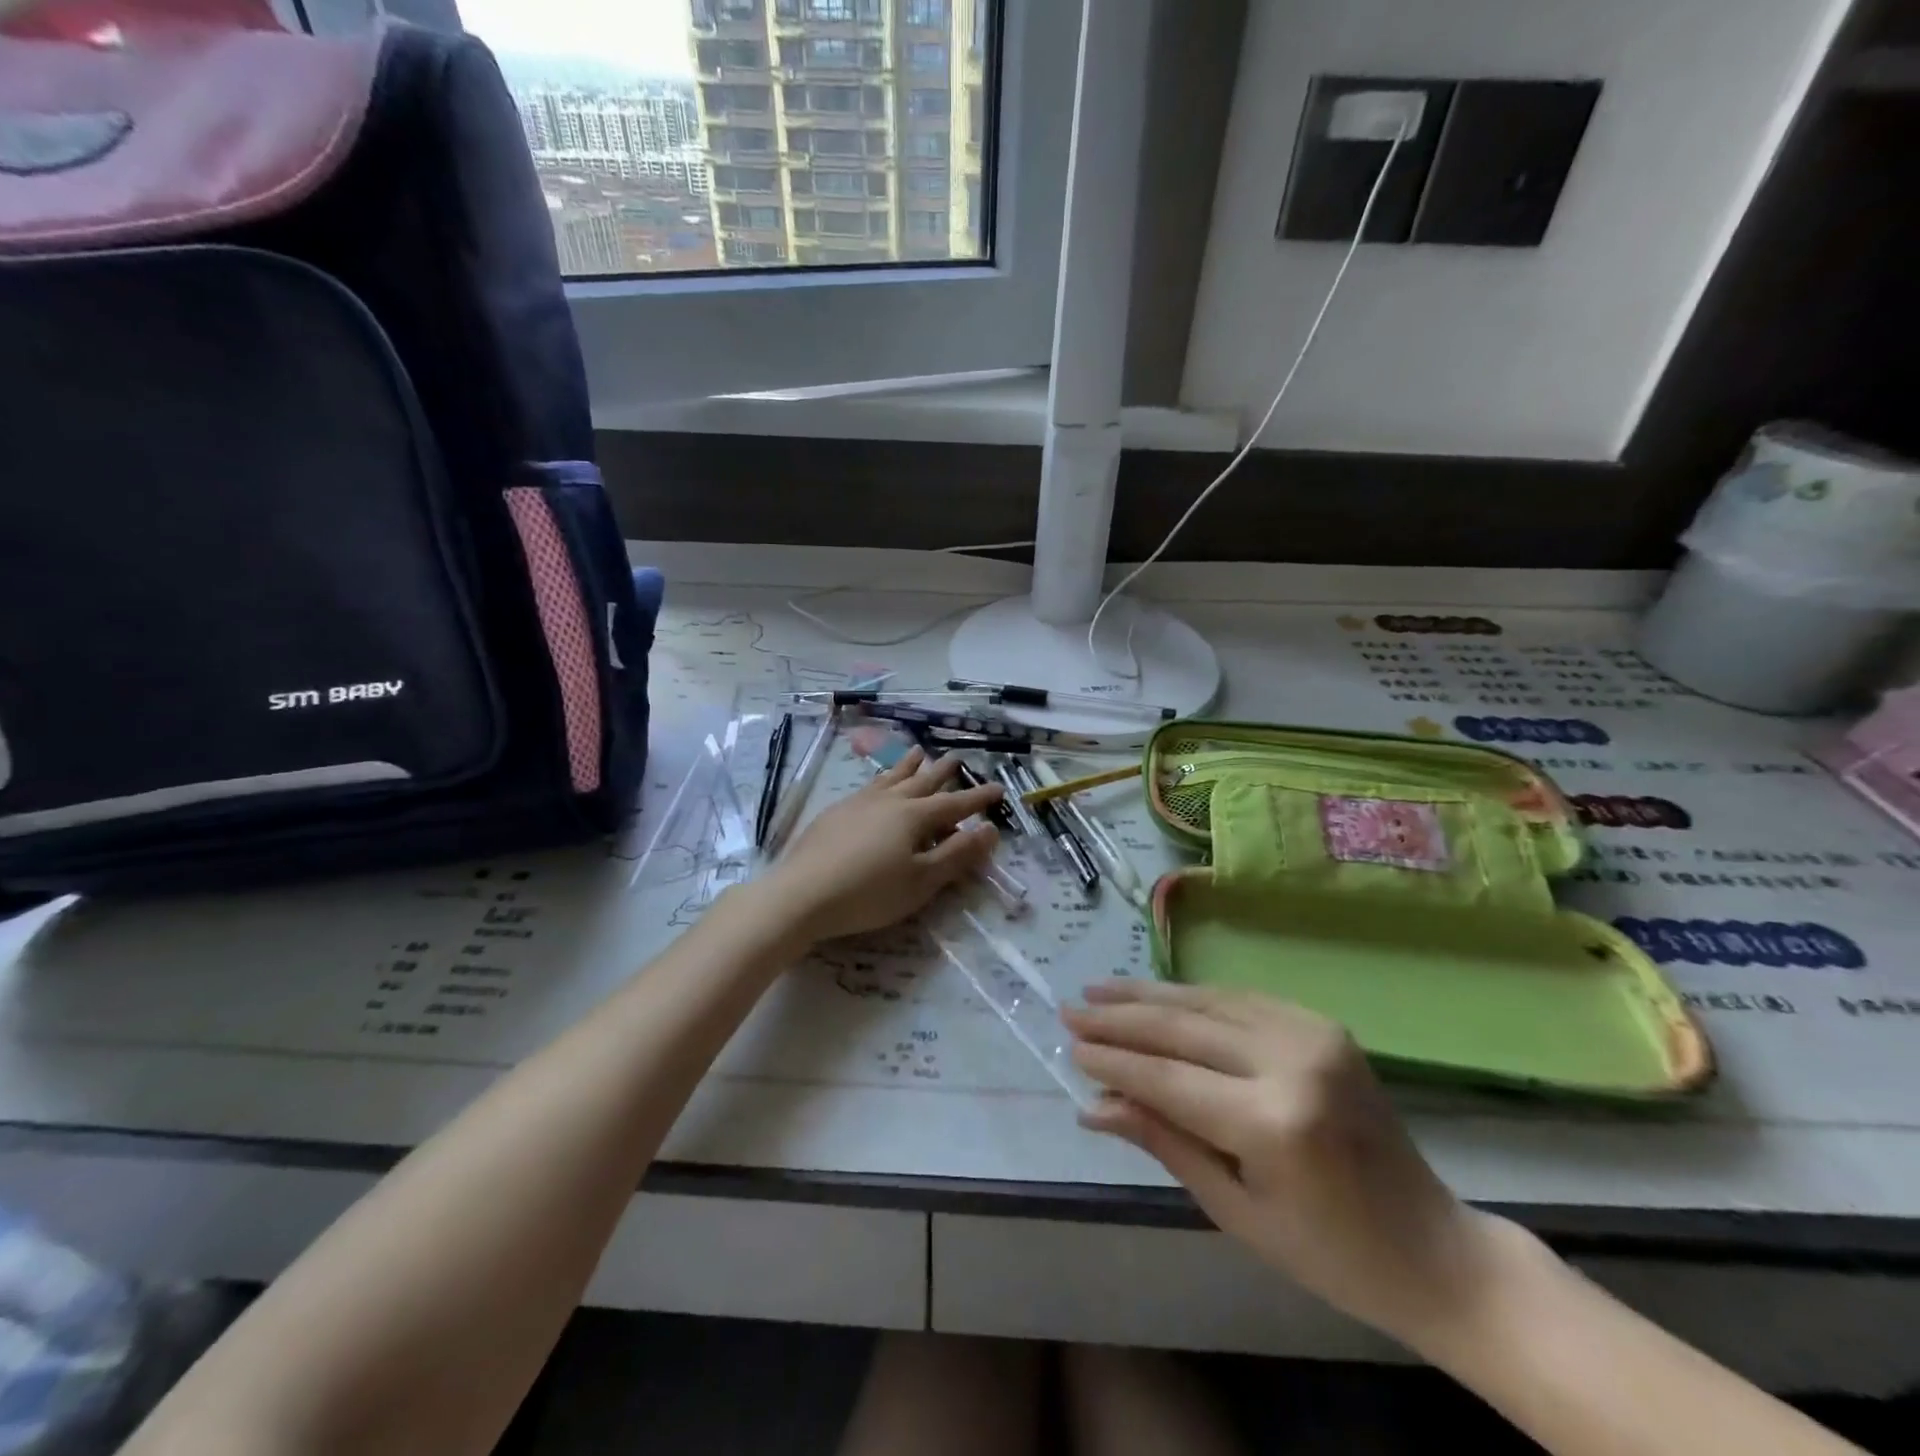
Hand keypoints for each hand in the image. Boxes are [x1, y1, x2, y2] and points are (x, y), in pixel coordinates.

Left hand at [763, 747, 1003, 943]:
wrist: (801, 894)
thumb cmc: (869, 893)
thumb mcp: (921, 881)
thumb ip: (957, 854)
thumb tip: (990, 829)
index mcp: (914, 816)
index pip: (955, 804)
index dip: (978, 798)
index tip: (998, 788)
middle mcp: (889, 801)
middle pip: (922, 781)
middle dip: (943, 772)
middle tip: (958, 758)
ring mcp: (858, 803)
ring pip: (891, 778)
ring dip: (908, 766)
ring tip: (918, 752)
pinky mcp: (835, 813)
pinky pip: (868, 786)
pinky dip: (882, 779)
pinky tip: (877, 784)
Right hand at [1065, 980, 1513, 1351]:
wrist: (1434, 1248)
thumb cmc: (1329, 1253)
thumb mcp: (1234, 1209)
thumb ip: (1164, 1141)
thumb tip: (1093, 1105)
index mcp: (1273, 1122)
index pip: (1168, 1078)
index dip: (1114, 1061)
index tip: (1070, 1046)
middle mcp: (1291, 1062)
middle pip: (1183, 1028)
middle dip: (1120, 1019)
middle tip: (1071, 1009)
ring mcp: (1312, 1034)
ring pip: (1208, 1001)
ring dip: (1149, 996)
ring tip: (1100, 990)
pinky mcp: (1323, 1024)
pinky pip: (1241, 1000)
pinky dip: (1193, 997)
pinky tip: (1159, 995)